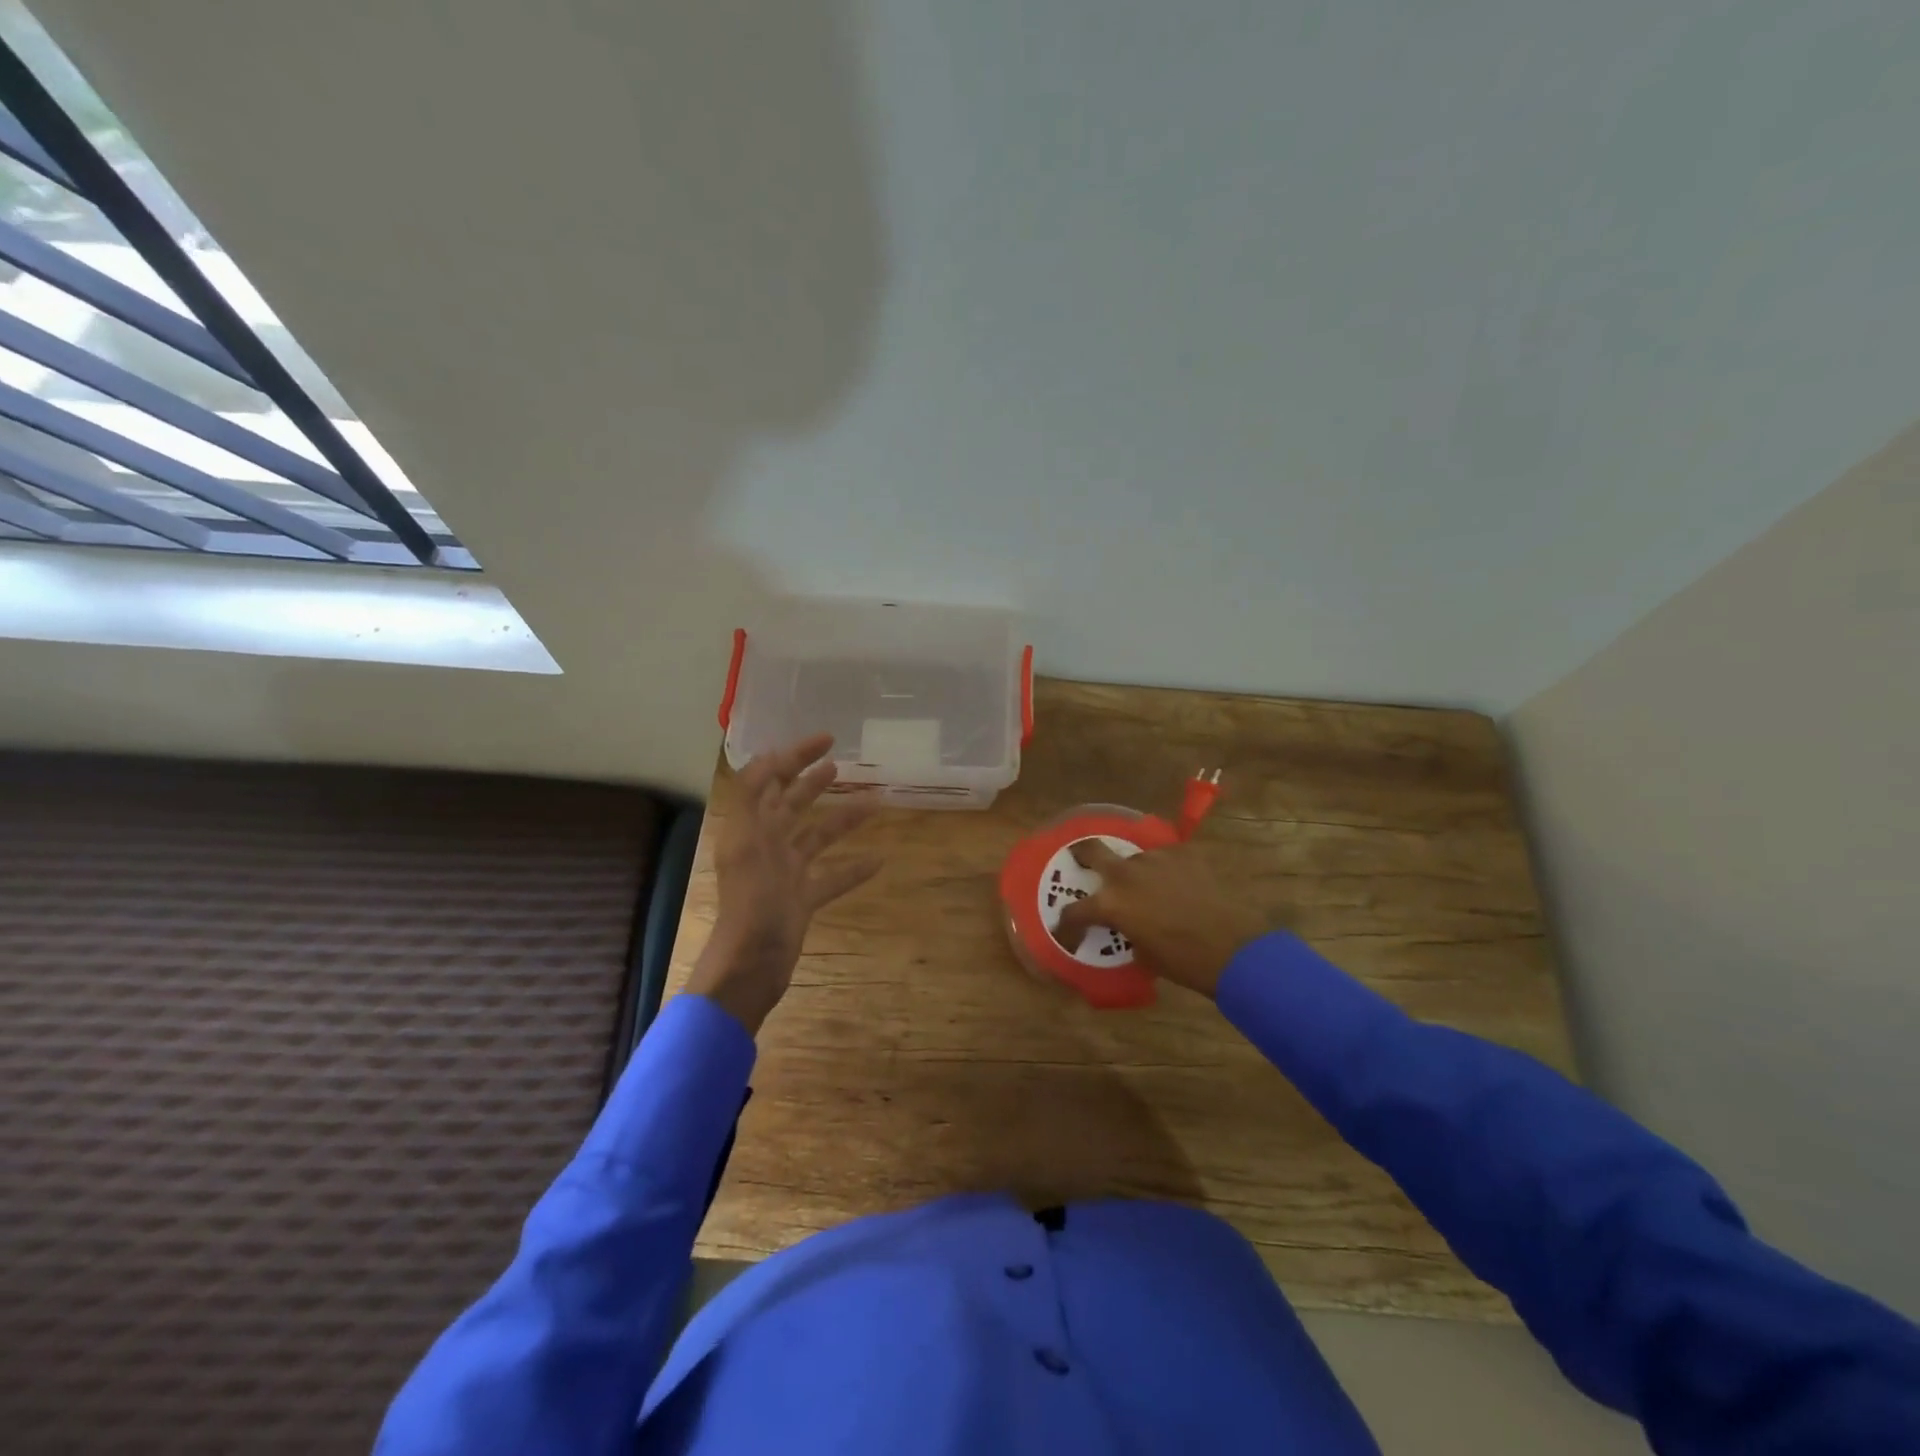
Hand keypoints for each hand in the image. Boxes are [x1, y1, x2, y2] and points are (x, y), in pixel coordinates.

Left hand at [686, 733, 879, 1034]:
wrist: (751, 964)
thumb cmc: (751, 901)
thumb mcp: (746, 842)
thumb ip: (752, 797)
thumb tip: (768, 756)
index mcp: (750, 827)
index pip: (770, 779)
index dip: (794, 756)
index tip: (827, 739)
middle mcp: (766, 844)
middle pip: (792, 803)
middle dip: (814, 780)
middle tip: (841, 764)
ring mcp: (786, 873)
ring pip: (819, 836)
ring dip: (844, 819)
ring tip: (875, 802)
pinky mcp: (802, 899)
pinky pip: (832, 877)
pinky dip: (854, 868)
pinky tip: (879, 860)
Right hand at [1054, 840, 1272, 999]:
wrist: (1234, 948)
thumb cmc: (1184, 961)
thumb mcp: (1143, 954)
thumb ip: (1126, 931)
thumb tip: (1127, 926)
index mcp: (1111, 904)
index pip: (1074, 911)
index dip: (1067, 924)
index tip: (1067, 930)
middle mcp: (1126, 874)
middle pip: (1092, 850)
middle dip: (1082, 854)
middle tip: (1082, 860)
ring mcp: (1156, 859)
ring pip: (1135, 858)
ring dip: (1135, 871)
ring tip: (1150, 885)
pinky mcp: (1184, 853)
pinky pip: (1166, 858)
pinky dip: (1166, 869)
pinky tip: (1178, 882)